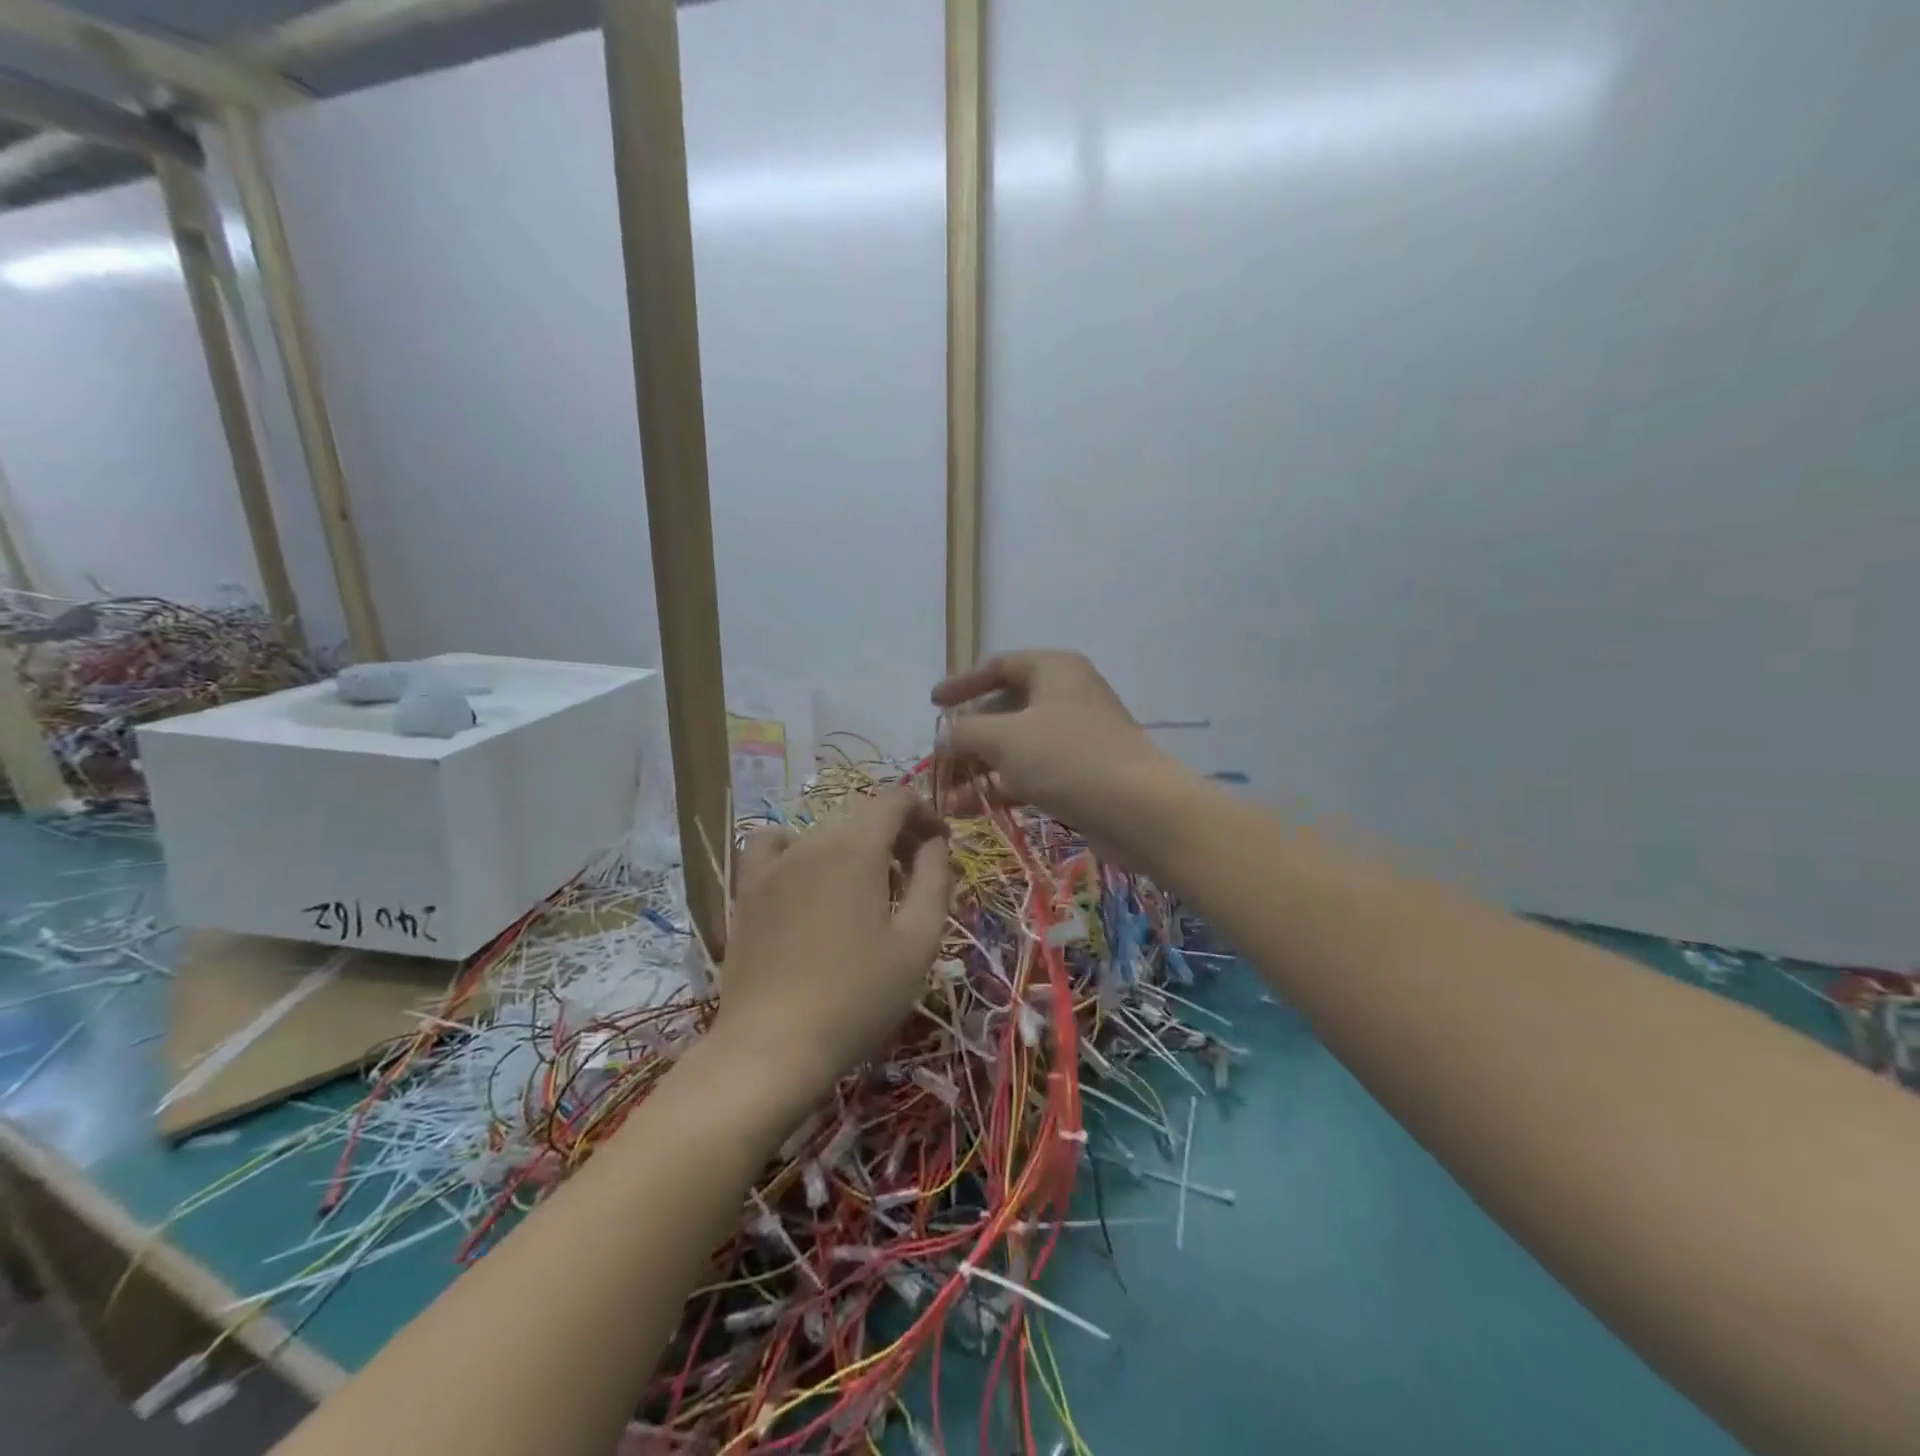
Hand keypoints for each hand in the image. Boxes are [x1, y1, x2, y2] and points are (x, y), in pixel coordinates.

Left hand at [713, 788, 952, 1106]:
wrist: (774, 1045)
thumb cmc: (858, 997)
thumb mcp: (917, 942)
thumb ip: (934, 880)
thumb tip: (936, 842)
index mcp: (857, 848)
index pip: (895, 799)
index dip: (924, 811)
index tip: (940, 844)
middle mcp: (813, 841)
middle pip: (862, 815)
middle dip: (895, 834)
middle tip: (914, 876)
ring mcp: (774, 864)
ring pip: (824, 831)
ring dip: (855, 845)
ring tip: (866, 887)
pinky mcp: (747, 890)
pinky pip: (773, 845)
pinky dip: (797, 848)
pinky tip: (806, 878)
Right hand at [932, 650, 1186, 870]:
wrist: (1139, 810)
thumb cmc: (1067, 758)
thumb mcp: (1005, 738)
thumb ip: (965, 731)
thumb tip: (944, 737)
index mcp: (1054, 669)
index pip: (999, 665)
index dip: (962, 683)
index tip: (934, 705)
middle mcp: (1066, 695)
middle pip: (1005, 708)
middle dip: (969, 737)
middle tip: (941, 761)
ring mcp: (1075, 736)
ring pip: (1016, 745)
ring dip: (980, 768)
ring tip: (948, 795)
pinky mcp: (1080, 773)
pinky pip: (1031, 772)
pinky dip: (1002, 785)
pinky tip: (972, 808)